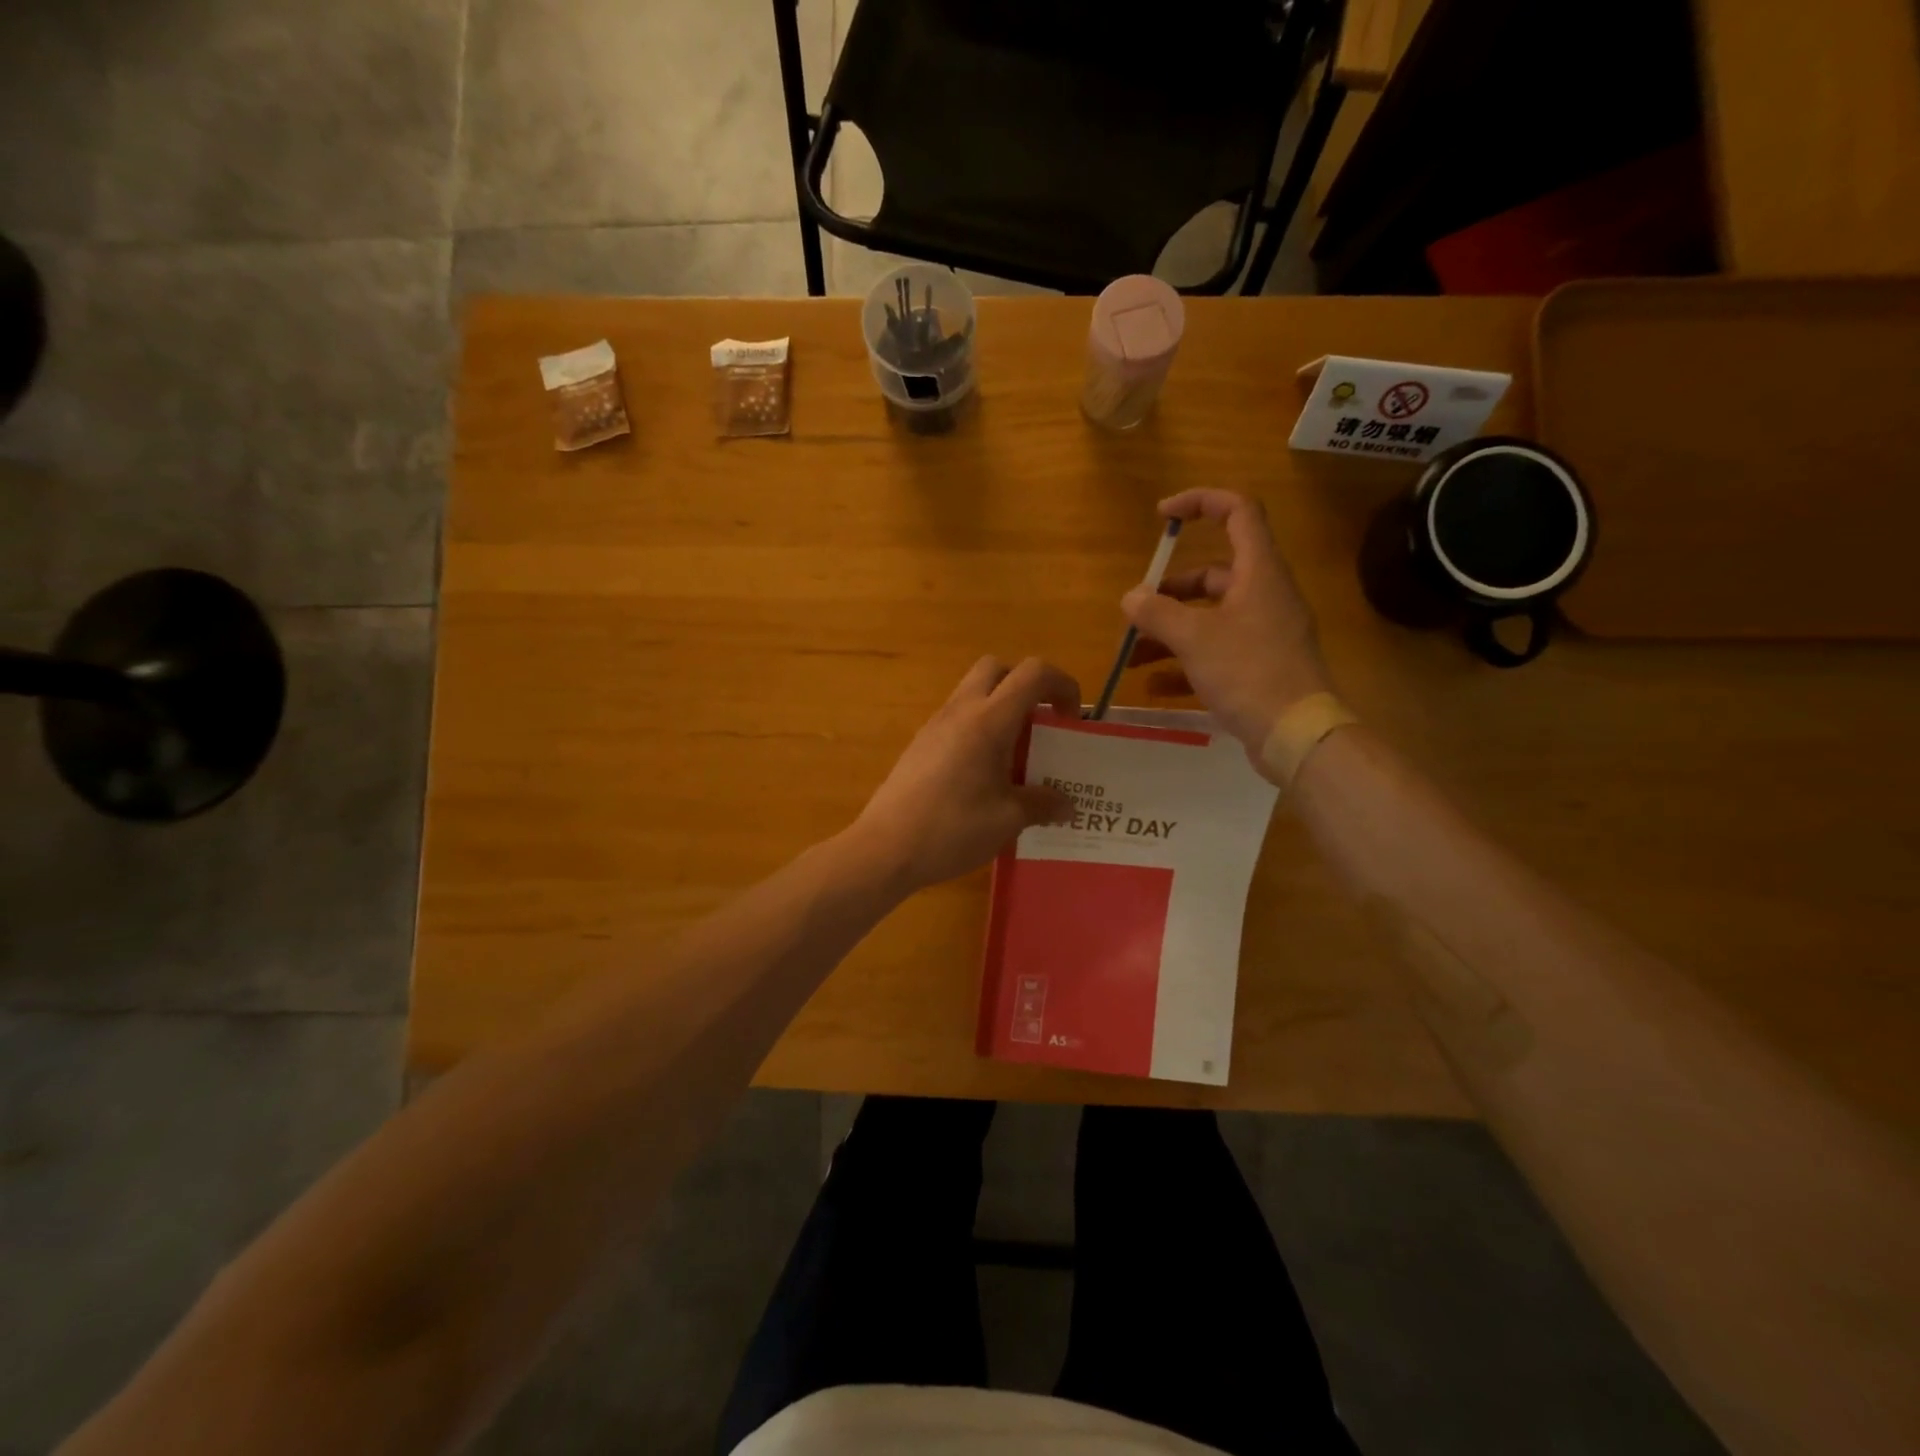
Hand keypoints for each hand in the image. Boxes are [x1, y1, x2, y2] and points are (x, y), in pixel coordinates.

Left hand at [851, 657, 1079, 892]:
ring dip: (1001, 709)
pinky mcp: (920, 745)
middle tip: (1040, 726)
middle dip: (1026, 687)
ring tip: (1016, 756)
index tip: (1071, 720)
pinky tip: (984, 775)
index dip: (1062, 684)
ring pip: (973, 693)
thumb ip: (1041, 804)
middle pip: (997, 669)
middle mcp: (960, 711)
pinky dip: (979, 729)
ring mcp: (935, 725)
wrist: (885, 848)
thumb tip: (1066, 805)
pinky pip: (957, 719)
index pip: (1032, 673)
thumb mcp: (1008, 820)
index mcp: (989, 721)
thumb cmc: (952, 829)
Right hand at [1122, 489, 1332, 761]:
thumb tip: (1130, 598)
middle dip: (1169, 592)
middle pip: (1213, 574)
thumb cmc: (1248, 672)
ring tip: (1131, 655)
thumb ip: (1157, 613)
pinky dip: (1184, 662)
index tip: (1161, 516)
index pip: (1238, 511)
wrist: (1297, 734)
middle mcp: (1264, 595)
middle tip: (1135, 613)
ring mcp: (1264, 633)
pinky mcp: (1260, 666)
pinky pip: (1216, 652)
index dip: (1200, 502)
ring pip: (1210, 617)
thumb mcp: (1194, 638)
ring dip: (1169, 631)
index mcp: (1259, 572)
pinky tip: (1153, 684)